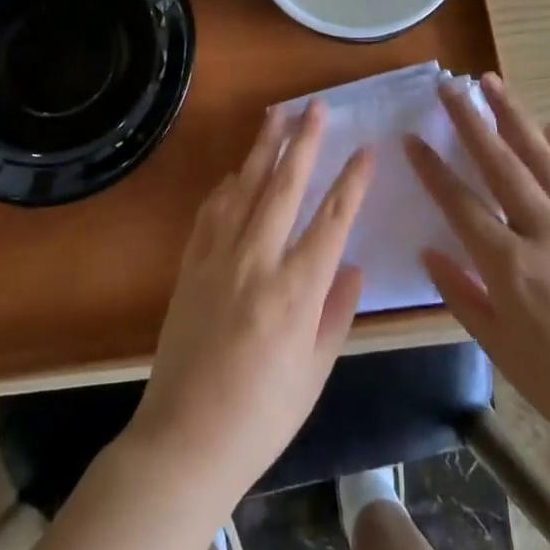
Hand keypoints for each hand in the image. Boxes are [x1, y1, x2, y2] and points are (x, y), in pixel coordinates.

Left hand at [130, 102, 374, 499]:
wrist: (184, 442)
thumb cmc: (262, 417)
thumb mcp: (314, 372)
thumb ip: (336, 313)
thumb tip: (352, 267)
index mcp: (296, 291)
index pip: (332, 220)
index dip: (351, 181)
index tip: (365, 150)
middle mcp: (257, 262)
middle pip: (285, 187)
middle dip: (303, 142)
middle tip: (315, 107)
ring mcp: (218, 260)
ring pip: (245, 188)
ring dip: (263, 148)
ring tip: (276, 115)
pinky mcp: (190, 267)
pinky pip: (211, 213)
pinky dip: (226, 186)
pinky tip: (236, 171)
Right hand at [406, 75, 549, 458]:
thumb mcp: (499, 348)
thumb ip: (461, 294)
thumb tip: (429, 252)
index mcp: (510, 267)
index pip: (461, 204)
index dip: (433, 169)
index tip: (412, 137)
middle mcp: (545, 234)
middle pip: (501, 165)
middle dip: (471, 122)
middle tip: (450, 87)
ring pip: (544, 160)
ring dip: (516, 118)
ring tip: (494, 85)